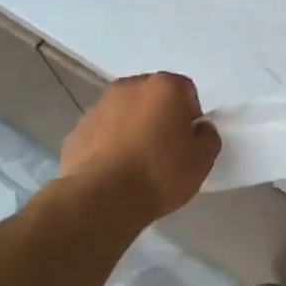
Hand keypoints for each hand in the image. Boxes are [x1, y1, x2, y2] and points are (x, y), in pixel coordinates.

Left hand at [60, 73, 219, 222]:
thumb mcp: (202, 160)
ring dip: (133, 129)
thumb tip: (198, 129)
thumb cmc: (159, 173)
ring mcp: (99, 106)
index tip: (187, 144)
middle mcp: (130, 86)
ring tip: (136, 165)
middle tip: (164, 152)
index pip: (187, 93)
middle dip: (160, 118)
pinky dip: (110, 145)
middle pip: (153, 98)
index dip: (190, 118)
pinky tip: (114, 172)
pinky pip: (103, 133)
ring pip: (126, 113)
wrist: (101, 198)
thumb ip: (207, 137)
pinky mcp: (77, 129)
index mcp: (164, 87)